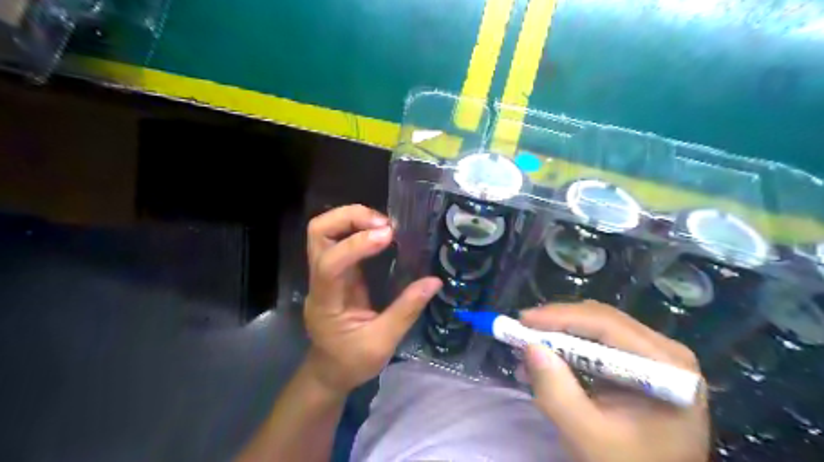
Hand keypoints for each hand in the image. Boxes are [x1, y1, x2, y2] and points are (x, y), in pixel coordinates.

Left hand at [304, 204, 443, 395]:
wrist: (329, 371)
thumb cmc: (351, 362)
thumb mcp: (382, 342)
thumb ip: (407, 310)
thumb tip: (434, 281)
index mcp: (326, 302)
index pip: (330, 264)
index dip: (356, 244)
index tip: (387, 237)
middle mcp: (320, 281)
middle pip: (318, 233)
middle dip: (349, 218)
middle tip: (383, 224)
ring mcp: (324, 273)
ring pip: (325, 231)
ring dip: (353, 219)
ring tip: (385, 225)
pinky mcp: (336, 271)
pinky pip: (339, 239)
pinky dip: (359, 228)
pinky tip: (381, 233)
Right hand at [520, 301, 708, 459]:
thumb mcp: (587, 436)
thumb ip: (557, 393)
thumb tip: (530, 347)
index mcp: (666, 366)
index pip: (607, 324)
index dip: (561, 317)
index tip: (522, 320)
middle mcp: (664, 350)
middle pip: (601, 320)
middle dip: (556, 325)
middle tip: (520, 332)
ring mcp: (654, 355)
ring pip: (596, 328)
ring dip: (559, 336)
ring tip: (527, 351)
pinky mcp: (640, 362)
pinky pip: (598, 342)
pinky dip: (568, 349)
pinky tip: (546, 361)